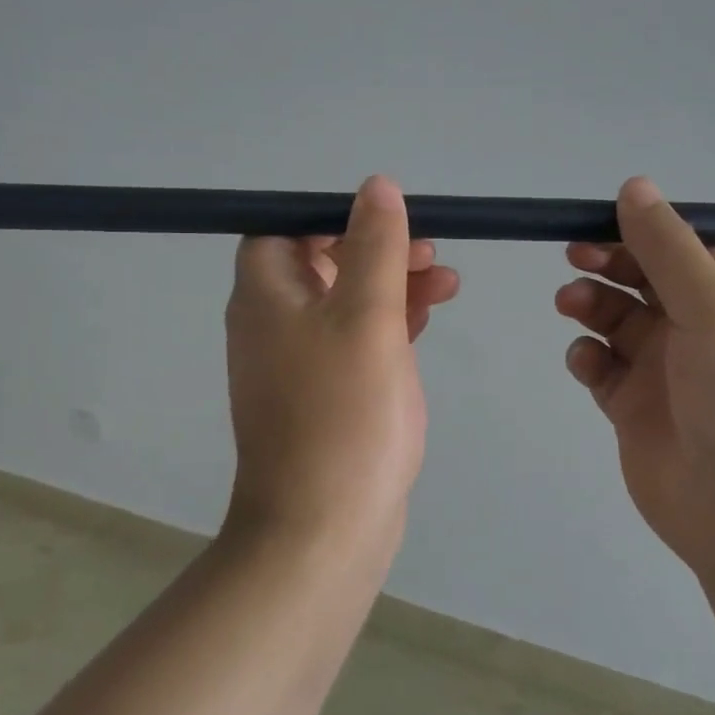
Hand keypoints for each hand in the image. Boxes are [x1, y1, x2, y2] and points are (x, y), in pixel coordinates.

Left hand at [224, 175, 459, 553]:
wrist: (324, 529)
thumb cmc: (344, 413)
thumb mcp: (366, 317)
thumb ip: (374, 247)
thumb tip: (376, 186)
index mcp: (267, 297)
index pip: (284, 229)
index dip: (331, 217)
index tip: (385, 220)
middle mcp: (273, 325)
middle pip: (322, 264)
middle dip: (377, 249)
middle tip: (430, 251)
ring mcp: (300, 365)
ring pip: (346, 303)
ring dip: (392, 285)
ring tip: (448, 281)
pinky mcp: (328, 397)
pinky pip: (356, 342)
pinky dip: (389, 324)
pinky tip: (427, 319)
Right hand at [556, 177, 714, 575]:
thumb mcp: (714, 306)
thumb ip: (667, 247)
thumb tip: (635, 185)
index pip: (685, 246)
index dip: (644, 231)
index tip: (602, 223)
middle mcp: (702, 327)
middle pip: (644, 279)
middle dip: (609, 264)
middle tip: (576, 259)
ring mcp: (667, 370)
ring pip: (617, 321)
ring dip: (592, 306)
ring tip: (571, 307)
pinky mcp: (636, 409)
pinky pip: (603, 368)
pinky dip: (588, 358)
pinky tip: (586, 363)